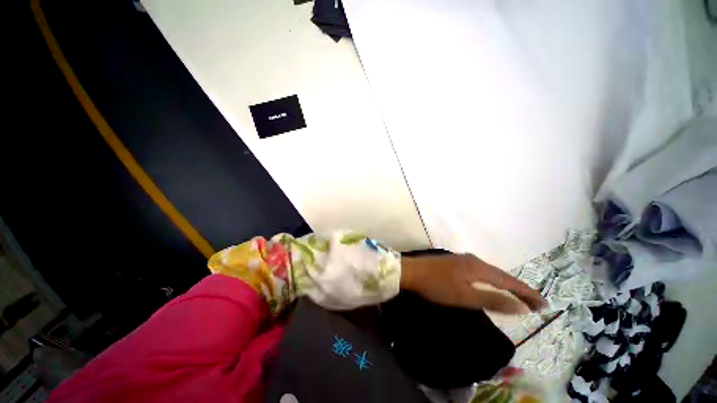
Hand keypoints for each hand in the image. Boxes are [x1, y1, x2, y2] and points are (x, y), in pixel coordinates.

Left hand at [400, 253, 544, 314]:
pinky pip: (480, 272)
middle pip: (501, 275)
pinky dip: (491, 281)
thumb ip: (492, 300)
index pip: (509, 281)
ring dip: (505, 284)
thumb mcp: (465, 296)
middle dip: (519, 289)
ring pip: (490, 273)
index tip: (544, 305)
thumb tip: (520, 306)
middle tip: (535, 304)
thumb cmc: (436, 286)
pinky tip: (492, 286)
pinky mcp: (455, 262)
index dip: (527, 293)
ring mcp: (463, 259)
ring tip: (519, 297)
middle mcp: (473, 260)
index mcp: (478, 267)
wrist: (411, 272)